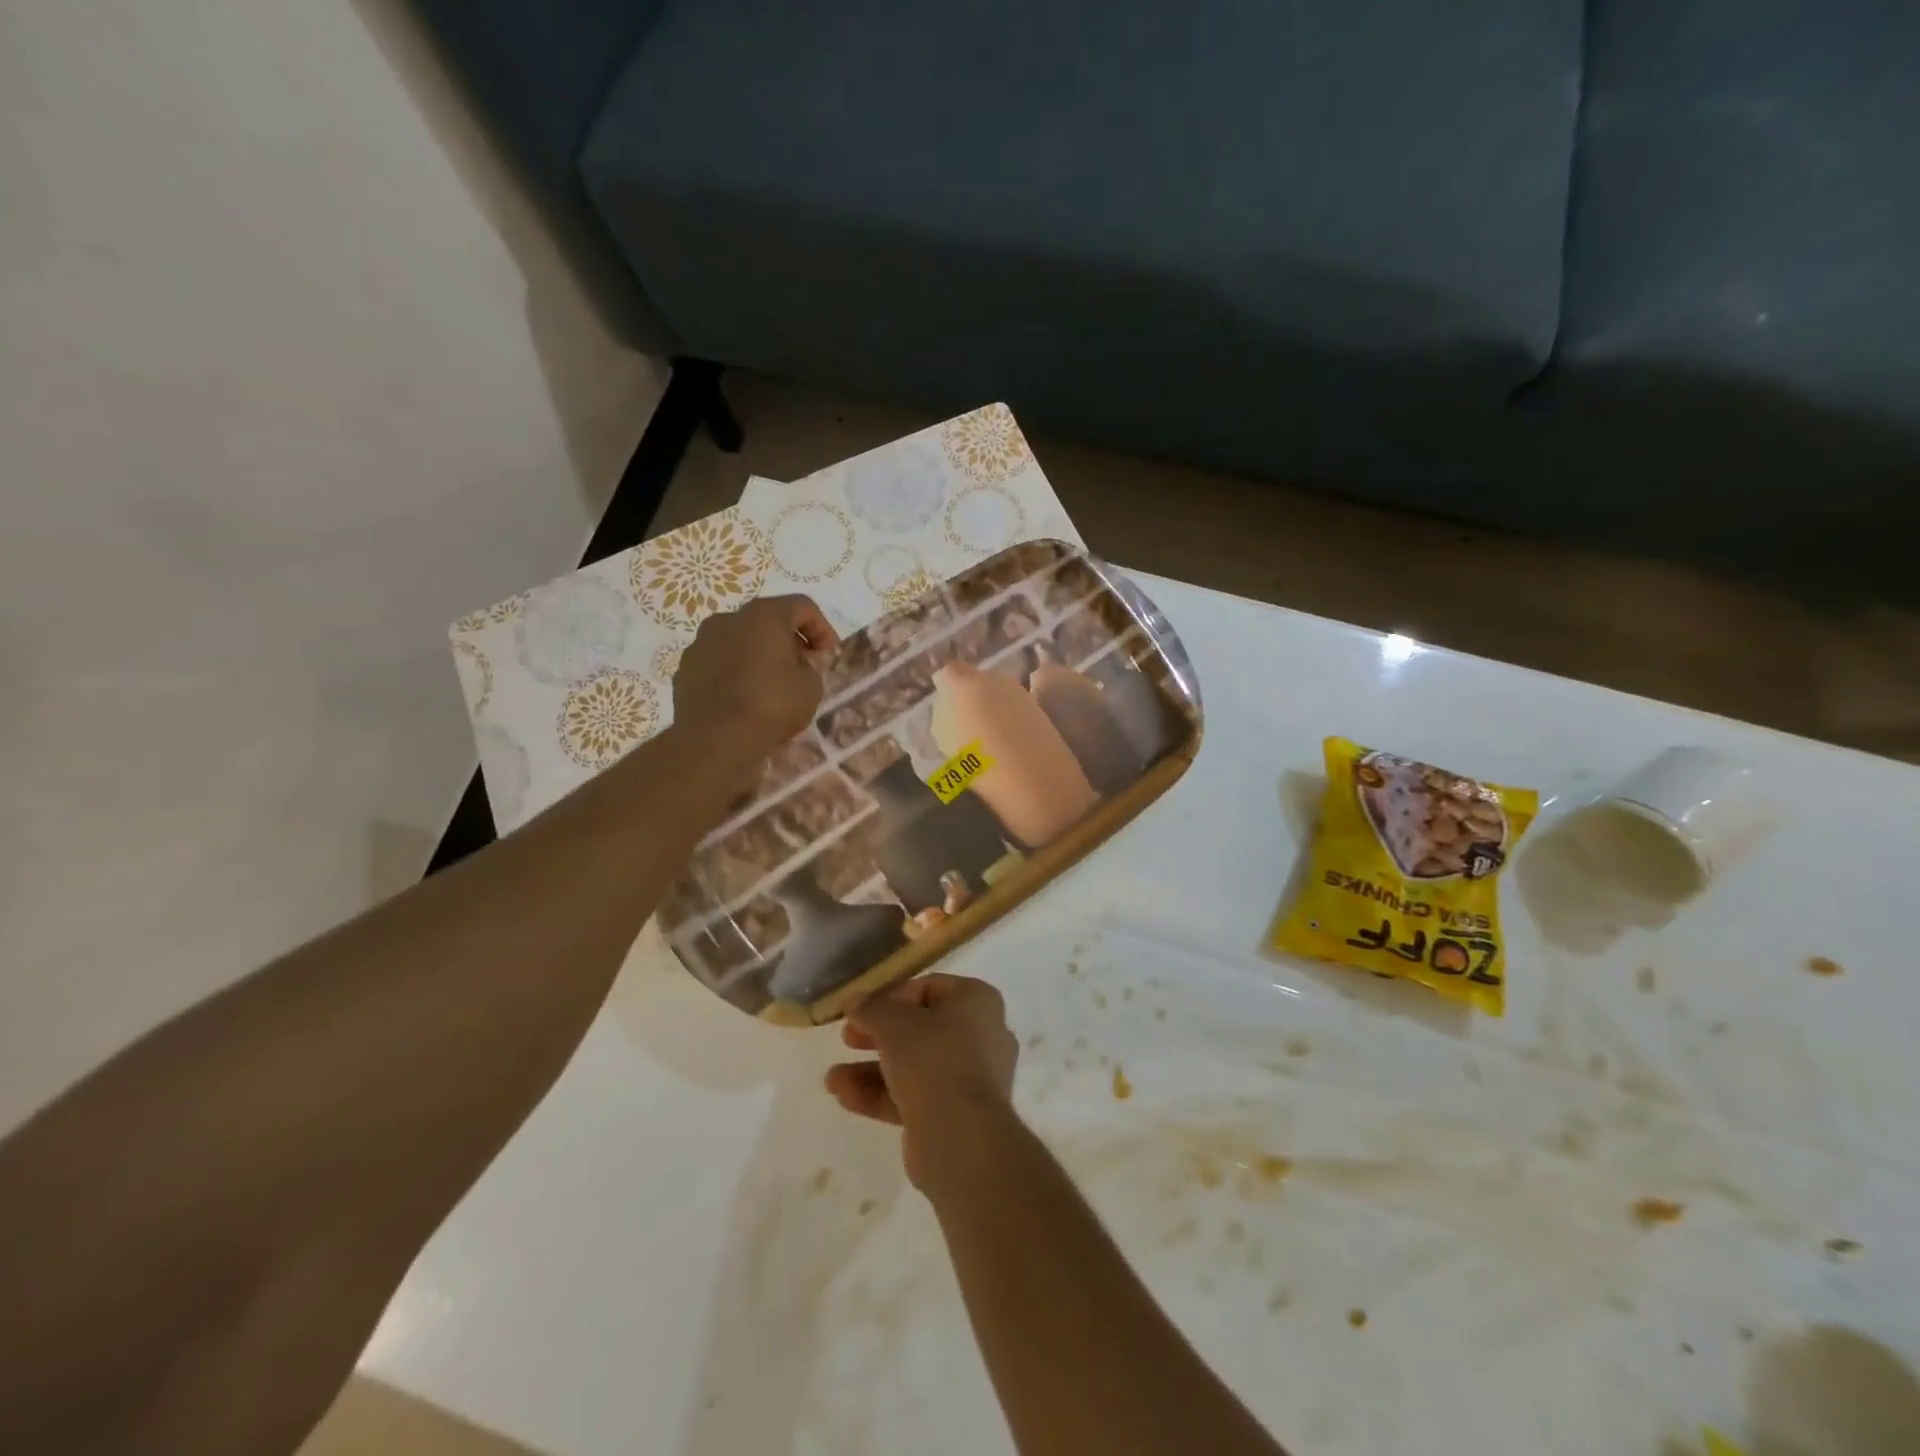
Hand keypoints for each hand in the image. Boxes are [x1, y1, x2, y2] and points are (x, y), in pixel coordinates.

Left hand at [673, 595, 836, 755]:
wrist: (715, 740)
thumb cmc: (772, 705)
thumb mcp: (810, 687)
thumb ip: (811, 666)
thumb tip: (799, 662)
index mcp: (763, 615)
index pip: (802, 606)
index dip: (822, 628)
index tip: (828, 655)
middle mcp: (728, 619)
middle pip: (767, 621)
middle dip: (788, 641)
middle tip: (803, 668)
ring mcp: (701, 643)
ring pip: (739, 641)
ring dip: (758, 656)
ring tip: (771, 686)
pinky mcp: (685, 669)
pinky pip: (719, 663)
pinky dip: (735, 673)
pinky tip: (744, 699)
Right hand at [825, 974, 1019, 1191]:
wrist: (961, 1138)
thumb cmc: (933, 1060)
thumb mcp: (894, 1024)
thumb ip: (871, 1008)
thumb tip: (855, 1001)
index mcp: (977, 1001)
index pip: (928, 988)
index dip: (890, 996)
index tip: (861, 1011)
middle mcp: (981, 1034)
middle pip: (920, 1027)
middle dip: (878, 1034)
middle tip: (847, 1038)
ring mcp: (971, 1078)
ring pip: (915, 1065)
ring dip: (872, 1069)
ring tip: (832, 1079)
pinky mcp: (956, 1114)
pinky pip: (916, 1095)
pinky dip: (882, 1094)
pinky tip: (845, 1097)